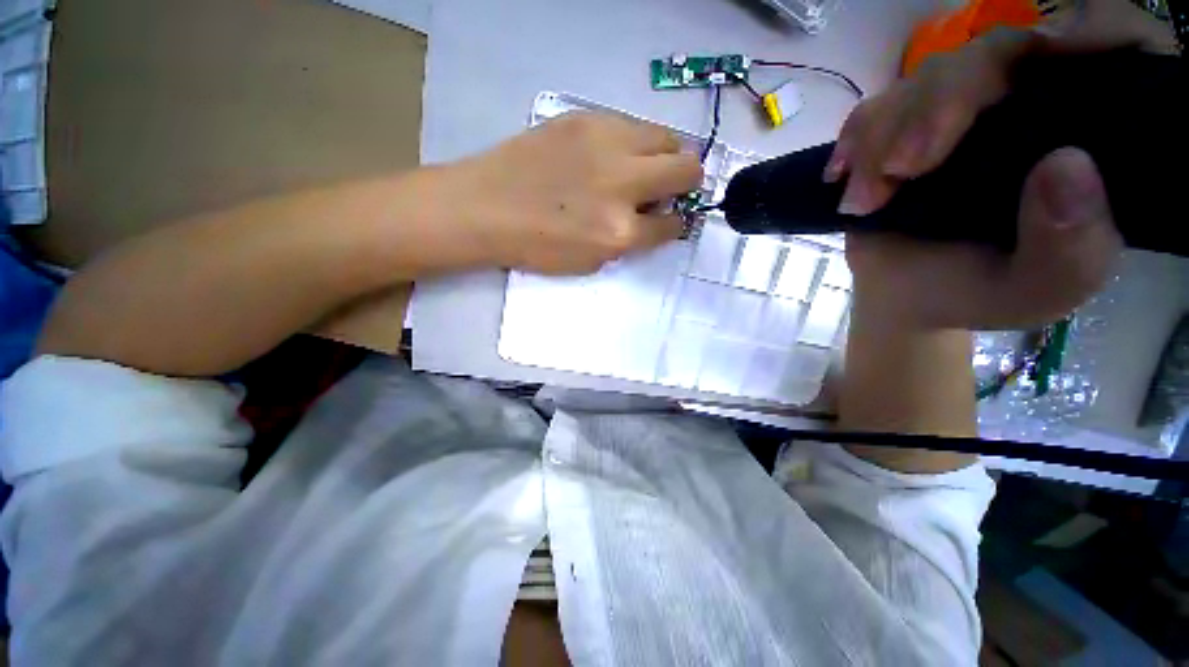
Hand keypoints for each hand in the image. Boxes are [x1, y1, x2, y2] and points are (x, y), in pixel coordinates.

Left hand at [450, 113, 702, 274]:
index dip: (676, 224)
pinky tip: (612, 155)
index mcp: (620, 232)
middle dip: (687, 182)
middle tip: (668, 189)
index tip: (670, 219)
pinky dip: (634, 143)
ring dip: (665, 156)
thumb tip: (655, 218)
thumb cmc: (536, 247)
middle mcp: (622, 184)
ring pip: (667, 137)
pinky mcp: (586, 118)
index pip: (673, 224)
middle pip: (687, 169)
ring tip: (642, 169)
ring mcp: (606, 144)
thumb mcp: (591, 262)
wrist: (485, 208)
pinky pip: (632, 125)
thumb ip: (629, 242)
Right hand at [823, 0, 1172, 328]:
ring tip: (863, 201)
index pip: (1107, 50)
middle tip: (902, 170)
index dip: (1089, 30)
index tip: (1053, 58)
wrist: (907, 296)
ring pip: (929, 77)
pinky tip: (841, 174)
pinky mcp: (907, 126)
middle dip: (942, 104)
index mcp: (1090, 137)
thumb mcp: (1044, 287)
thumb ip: (1074, 244)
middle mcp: (1032, 106)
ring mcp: (963, 111)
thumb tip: (1066, 164)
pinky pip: (878, 106)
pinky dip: (856, 139)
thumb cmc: (982, 293)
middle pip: (998, 54)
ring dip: (885, 136)